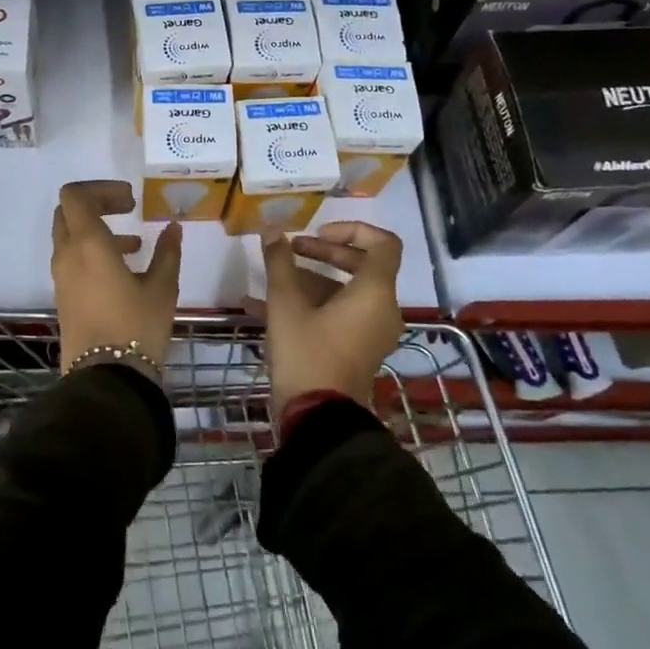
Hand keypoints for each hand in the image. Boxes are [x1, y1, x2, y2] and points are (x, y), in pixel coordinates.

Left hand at [50, 180, 183, 373]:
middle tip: (128, 211)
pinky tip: (124, 270)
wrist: (106, 378)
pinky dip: (92, 253)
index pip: (75, 195)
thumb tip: (173, 228)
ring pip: (70, 237)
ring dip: (97, 231)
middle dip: (97, 205)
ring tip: (134, 245)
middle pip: (68, 212)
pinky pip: (72, 260)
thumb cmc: (137, 327)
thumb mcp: (162, 287)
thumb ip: (167, 252)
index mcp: (88, 244)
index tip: (130, 200)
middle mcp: (67, 255)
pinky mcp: (63, 296)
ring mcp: (61, 277)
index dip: (101, 188)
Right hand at [251, 222, 404, 417]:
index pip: (383, 243)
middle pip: (362, 265)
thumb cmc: (307, 353)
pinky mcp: (359, 349)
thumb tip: (272, 228)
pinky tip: (266, 307)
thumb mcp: (286, 304)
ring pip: (347, 292)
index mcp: (375, 292)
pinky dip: (313, 304)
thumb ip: (280, 262)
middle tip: (291, 250)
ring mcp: (372, 332)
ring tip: (273, 279)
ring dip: (312, 279)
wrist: (319, 419)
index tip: (317, 233)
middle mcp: (382, 309)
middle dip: (324, 252)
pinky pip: (341, 314)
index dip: (352, 229)